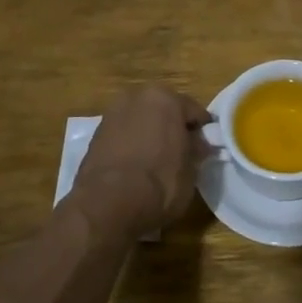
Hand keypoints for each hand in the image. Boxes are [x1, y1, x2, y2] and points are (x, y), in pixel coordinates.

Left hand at [73, 84, 212, 235]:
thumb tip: (200, 145)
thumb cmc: (160, 183)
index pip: (194, 111)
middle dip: (173, 128)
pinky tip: (136, 167)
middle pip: (163, 111)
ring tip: (157, 162)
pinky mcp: (95, 135)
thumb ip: (196, 151)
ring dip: (150, 134)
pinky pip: (123, 136)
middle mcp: (136, 97)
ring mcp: (112, 114)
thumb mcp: (191, 171)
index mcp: (165, 99)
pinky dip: (131, 145)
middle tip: (182, 153)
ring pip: (141, 121)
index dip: (202, 131)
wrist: (107, 205)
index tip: (206, 148)